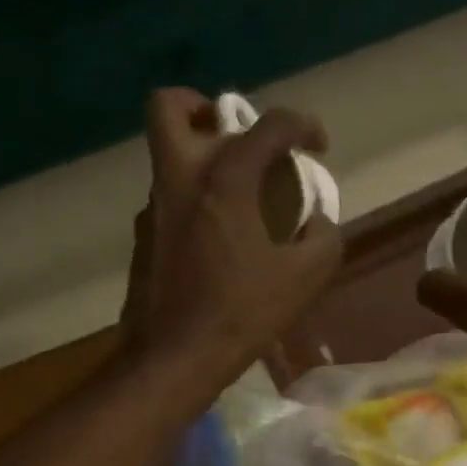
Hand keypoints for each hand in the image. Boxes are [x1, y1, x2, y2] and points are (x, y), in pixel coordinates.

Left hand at [121, 88, 341, 395]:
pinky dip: (193, 201)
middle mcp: (179, 179)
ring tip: (237, 195)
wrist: (173, 358)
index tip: (318, 145)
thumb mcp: (305, 279)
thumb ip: (324, 239)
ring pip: (167, 156)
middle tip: (238, 137)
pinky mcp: (142, 239)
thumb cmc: (241, 314)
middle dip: (204, 107)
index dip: (302, 125)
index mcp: (224, 179)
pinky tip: (216, 238)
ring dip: (201, 158)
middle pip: (171, 108)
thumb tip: (318, 222)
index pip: (267, 125)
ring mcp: (153, 208)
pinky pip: (167, 199)